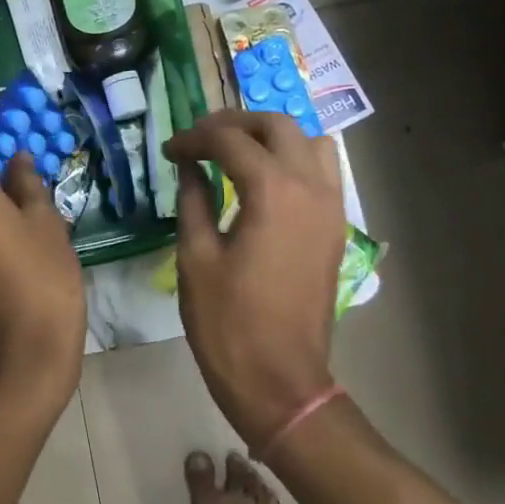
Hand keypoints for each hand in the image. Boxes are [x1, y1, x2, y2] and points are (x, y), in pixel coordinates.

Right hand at [166, 110, 350, 449]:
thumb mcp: (196, 257)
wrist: (280, 379)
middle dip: (234, 124)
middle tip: (199, 140)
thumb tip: (188, 166)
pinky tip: (264, 182)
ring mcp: (332, 208)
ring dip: (272, 137)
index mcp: (273, 192)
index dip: (194, 139)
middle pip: (277, 126)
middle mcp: (311, 188)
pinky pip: (323, 172)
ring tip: (236, 153)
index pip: (230, 140)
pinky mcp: (336, 228)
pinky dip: (294, 160)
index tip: (169, 151)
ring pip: (310, 143)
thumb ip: (193, 200)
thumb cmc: (228, 322)